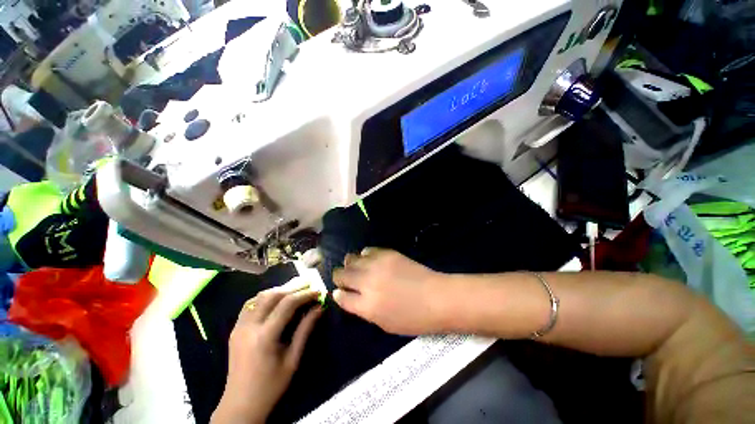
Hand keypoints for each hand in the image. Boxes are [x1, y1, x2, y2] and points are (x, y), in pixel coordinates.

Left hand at [212, 280, 322, 423]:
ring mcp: (239, 327)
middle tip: (309, 283)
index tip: (318, 291)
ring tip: (296, 288)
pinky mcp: (235, 329)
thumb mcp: (293, 359)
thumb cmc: (271, 386)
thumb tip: (319, 307)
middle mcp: (249, 327)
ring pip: (260, 297)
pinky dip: (266, 297)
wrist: (240, 404)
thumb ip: (305, 330)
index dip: (305, 294)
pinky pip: (251, 304)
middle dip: (293, 287)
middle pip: (273, 295)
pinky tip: (276, 298)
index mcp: (264, 337)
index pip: (287, 304)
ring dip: (280, 289)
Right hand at [332, 248, 446, 334]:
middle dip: (339, 277)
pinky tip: (369, 260)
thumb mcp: (384, 324)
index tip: (339, 292)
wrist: (436, 297)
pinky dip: (364, 255)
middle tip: (345, 279)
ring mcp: (377, 265)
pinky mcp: (387, 253)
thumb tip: (348, 296)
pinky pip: (368, 250)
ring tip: (355, 267)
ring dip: (350, 264)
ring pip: (351, 259)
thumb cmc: (413, 318)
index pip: (341, 296)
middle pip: (341, 274)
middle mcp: (368, 282)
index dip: (338, 294)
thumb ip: (363, 310)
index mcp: (366, 305)